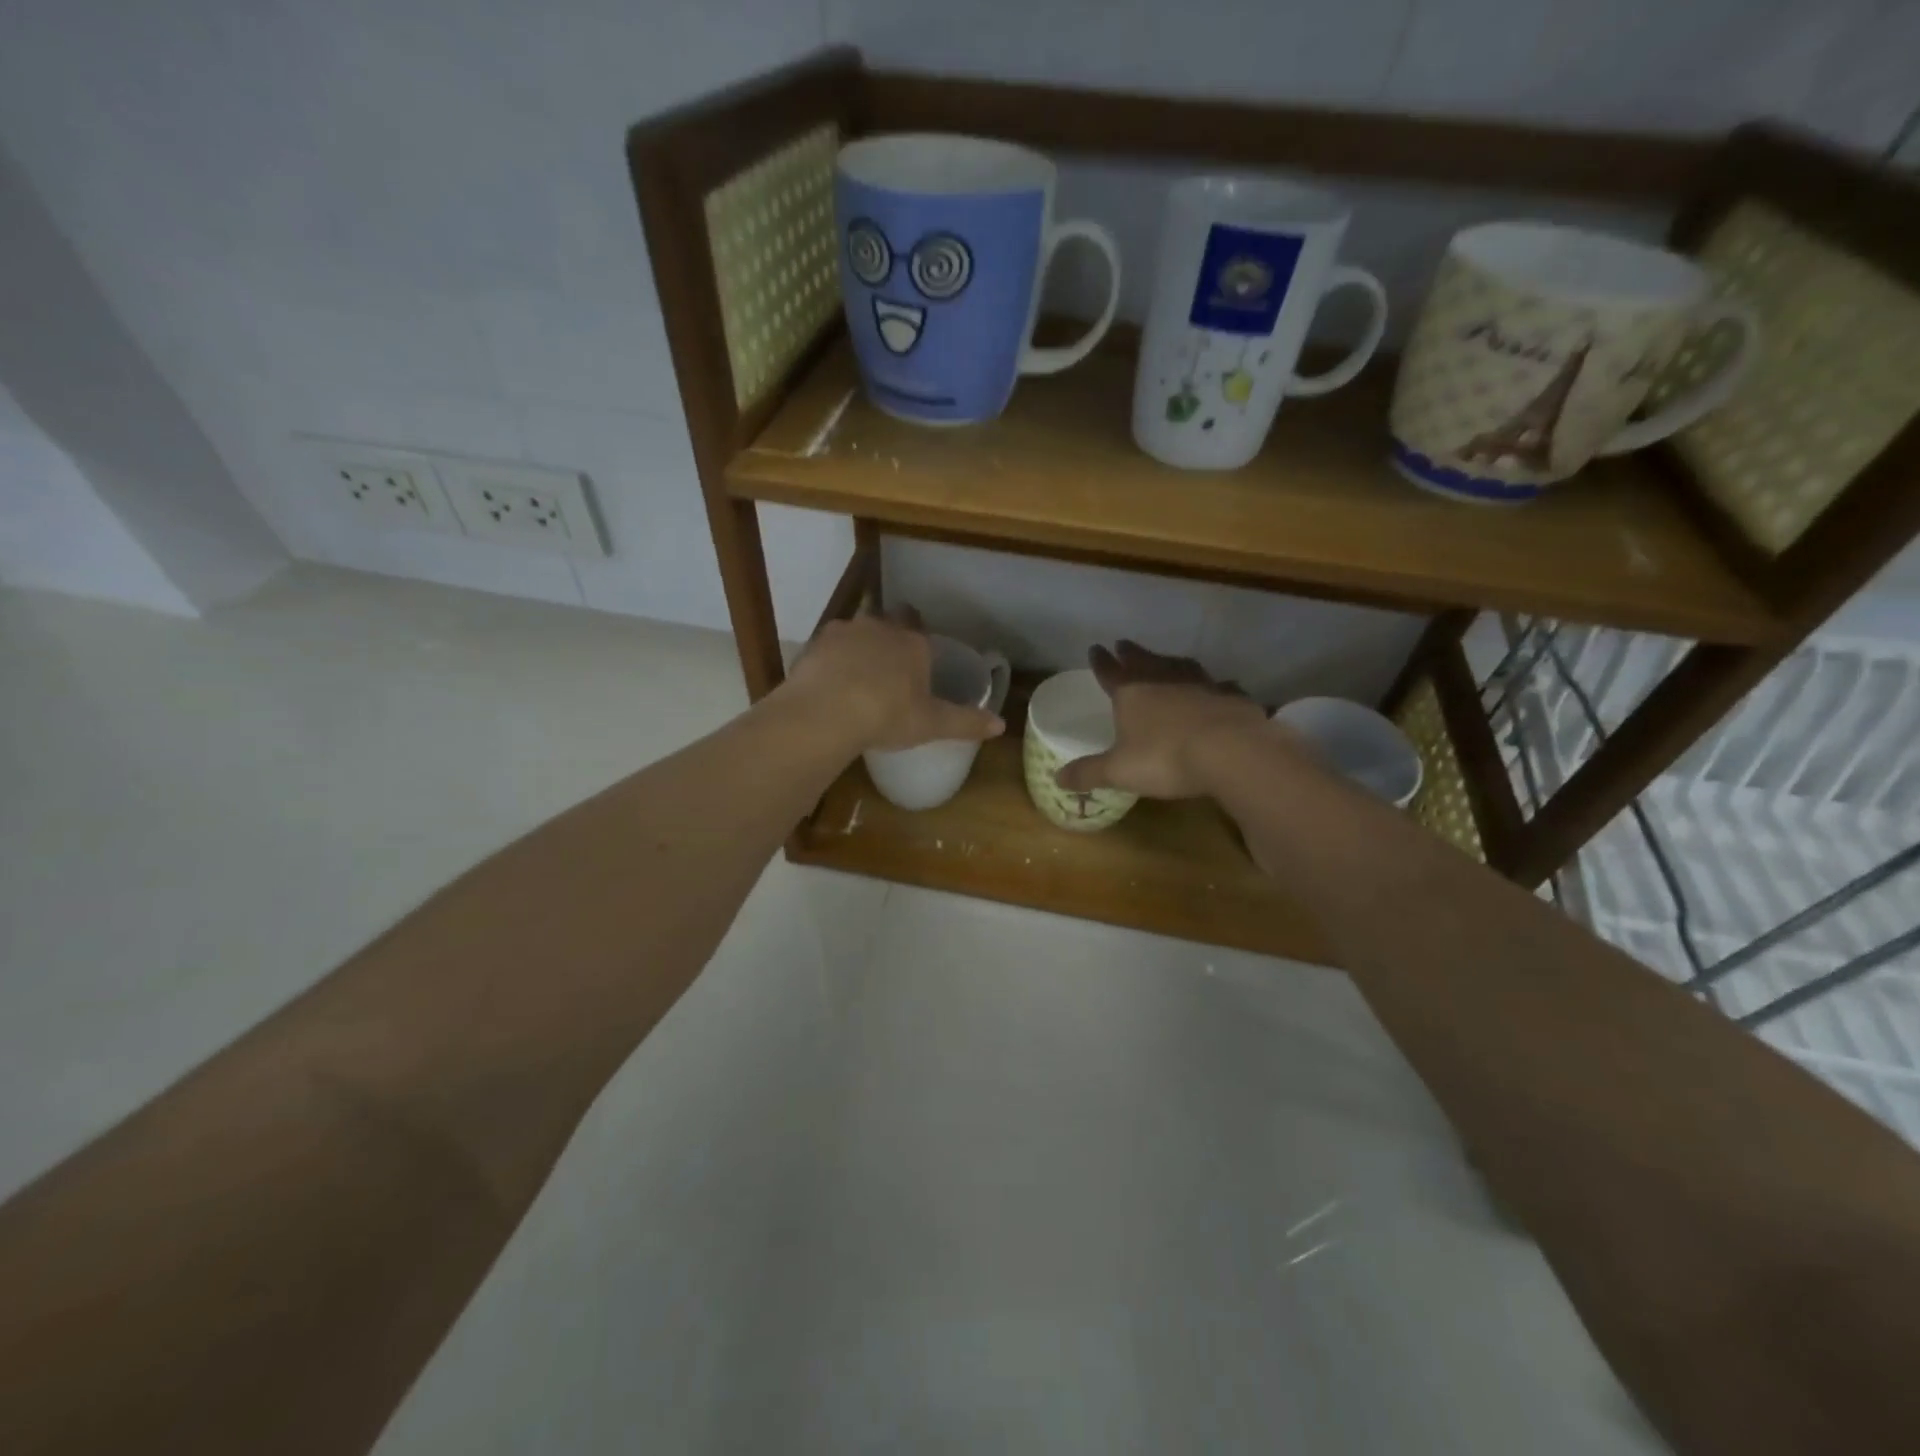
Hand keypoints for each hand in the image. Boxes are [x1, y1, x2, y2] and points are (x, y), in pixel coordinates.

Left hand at [783, 608, 1004, 752]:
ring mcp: (844, 632)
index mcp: (913, 643)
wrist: (826, 713)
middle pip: (887, 624)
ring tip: (855, 679)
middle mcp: (880, 627)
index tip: (916, 664)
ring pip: (856, 633)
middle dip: (888, 641)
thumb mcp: (931, 724)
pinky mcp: (815, 644)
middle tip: (887, 670)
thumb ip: (966, 722)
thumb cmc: (887, 715)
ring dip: (857, 649)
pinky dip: (830, 662)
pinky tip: (828, 685)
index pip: (920, 629)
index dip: (918, 644)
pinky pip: (828, 648)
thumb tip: (1001, 725)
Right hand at [1054, 641, 1270, 799]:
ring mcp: (1201, 685)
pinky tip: (1218, 688)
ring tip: (1166, 660)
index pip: (1110, 672)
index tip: (1095, 648)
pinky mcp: (1231, 697)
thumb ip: (1089, 773)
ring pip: (1181, 666)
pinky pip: (1219, 686)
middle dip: (1131, 653)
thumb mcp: (1119, 771)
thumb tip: (1057, 778)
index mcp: (1131, 693)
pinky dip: (1214, 686)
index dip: (1101, 662)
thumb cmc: (1164, 758)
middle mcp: (1164, 681)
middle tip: (1123, 643)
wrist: (1230, 751)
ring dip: (1170, 662)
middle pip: (1143, 661)